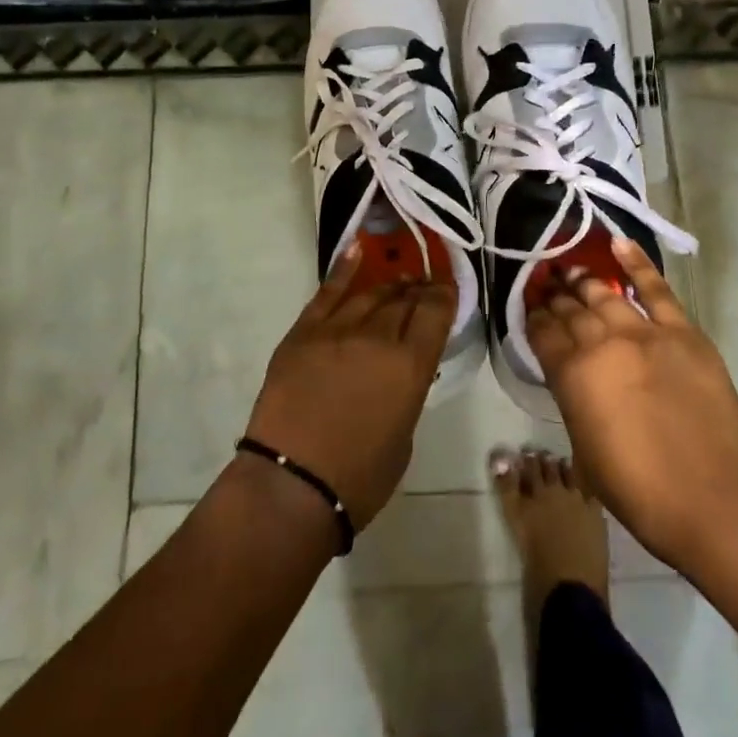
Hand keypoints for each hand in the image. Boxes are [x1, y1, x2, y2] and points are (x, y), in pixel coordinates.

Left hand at [244, 246, 454, 528]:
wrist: (290, 486)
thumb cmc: (358, 479)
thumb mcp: (404, 435)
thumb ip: (407, 389)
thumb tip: (401, 369)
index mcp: (411, 365)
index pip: (436, 311)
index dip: (445, 294)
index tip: (447, 288)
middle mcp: (378, 337)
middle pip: (404, 298)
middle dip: (418, 290)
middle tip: (423, 288)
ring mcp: (337, 330)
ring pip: (370, 293)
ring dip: (389, 286)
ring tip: (397, 282)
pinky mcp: (303, 332)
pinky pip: (328, 292)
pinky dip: (344, 268)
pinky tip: (357, 250)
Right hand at [528, 238, 737, 572]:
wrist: (715, 501)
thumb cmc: (641, 491)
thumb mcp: (584, 451)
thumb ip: (575, 401)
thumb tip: (575, 377)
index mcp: (572, 376)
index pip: (542, 333)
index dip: (533, 317)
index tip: (529, 308)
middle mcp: (602, 344)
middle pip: (571, 310)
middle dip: (554, 296)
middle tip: (546, 285)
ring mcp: (644, 333)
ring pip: (604, 295)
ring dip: (583, 282)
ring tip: (570, 271)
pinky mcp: (683, 332)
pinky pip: (656, 289)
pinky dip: (637, 263)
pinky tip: (619, 243)